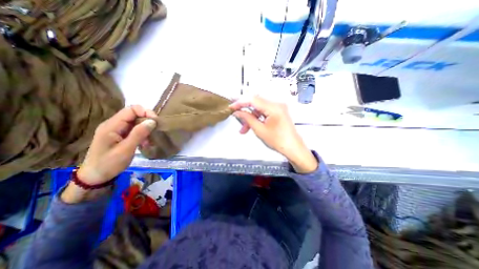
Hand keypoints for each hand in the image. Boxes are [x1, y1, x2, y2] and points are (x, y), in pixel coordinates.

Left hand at [75, 105, 155, 184]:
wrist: (95, 177)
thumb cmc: (109, 164)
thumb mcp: (126, 149)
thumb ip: (139, 134)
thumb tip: (152, 121)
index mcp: (112, 125)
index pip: (131, 109)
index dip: (146, 112)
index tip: (156, 122)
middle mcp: (114, 124)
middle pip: (135, 115)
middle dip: (147, 122)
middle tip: (155, 133)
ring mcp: (117, 130)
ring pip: (137, 122)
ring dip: (146, 129)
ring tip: (150, 141)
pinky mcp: (121, 136)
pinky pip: (135, 130)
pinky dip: (143, 134)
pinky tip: (145, 143)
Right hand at [229, 96, 316, 172]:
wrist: (293, 148)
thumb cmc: (279, 141)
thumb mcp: (259, 130)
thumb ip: (247, 119)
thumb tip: (238, 112)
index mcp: (274, 107)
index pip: (253, 99)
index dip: (240, 102)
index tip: (232, 107)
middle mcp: (277, 104)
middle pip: (256, 103)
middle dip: (245, 111)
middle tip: (237, 117)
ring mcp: (278, 108)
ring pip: (259, 109)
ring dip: (250, 117)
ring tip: (244, 128)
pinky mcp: (278, 112)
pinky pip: (264, 112)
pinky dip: (257, 118)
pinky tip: (252, 125)